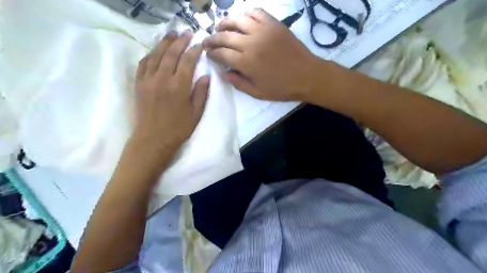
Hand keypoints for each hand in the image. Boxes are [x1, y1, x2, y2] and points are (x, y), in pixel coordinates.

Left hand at [133, 31, 209, 154]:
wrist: (153, 139)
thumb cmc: (178, 128)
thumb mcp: (196, 113)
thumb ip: (201, 93)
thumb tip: (205, 75)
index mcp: (179, 86)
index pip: (187, 62)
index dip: (194, 51)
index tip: (200, 44)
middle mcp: (162, 79)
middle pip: (171, 53)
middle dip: (180, 41)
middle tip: (187, 33)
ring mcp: (148, 80)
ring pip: (155, 55)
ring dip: (164, 43)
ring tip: (171, 35)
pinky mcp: (138, 84)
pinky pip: (143, 64)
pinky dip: (150, 54)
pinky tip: (155, 51)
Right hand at [203, 8, 322, 102]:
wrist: (307, 76)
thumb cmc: (282, 88)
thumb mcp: (258, 92)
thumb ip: (239, 83)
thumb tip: (223, 74)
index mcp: (246, 62)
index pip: (221, 54)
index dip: (212, 54)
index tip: (208, 54)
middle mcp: (251, 43)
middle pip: (225, 36)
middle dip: (212, 39)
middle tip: (207, 41)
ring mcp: (263, 30)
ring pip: (238, 20)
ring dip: (225, 23)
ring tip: (220, 28)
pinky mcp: (274, 24)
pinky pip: (256, 12)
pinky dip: (246, 14)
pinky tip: (243, 21)